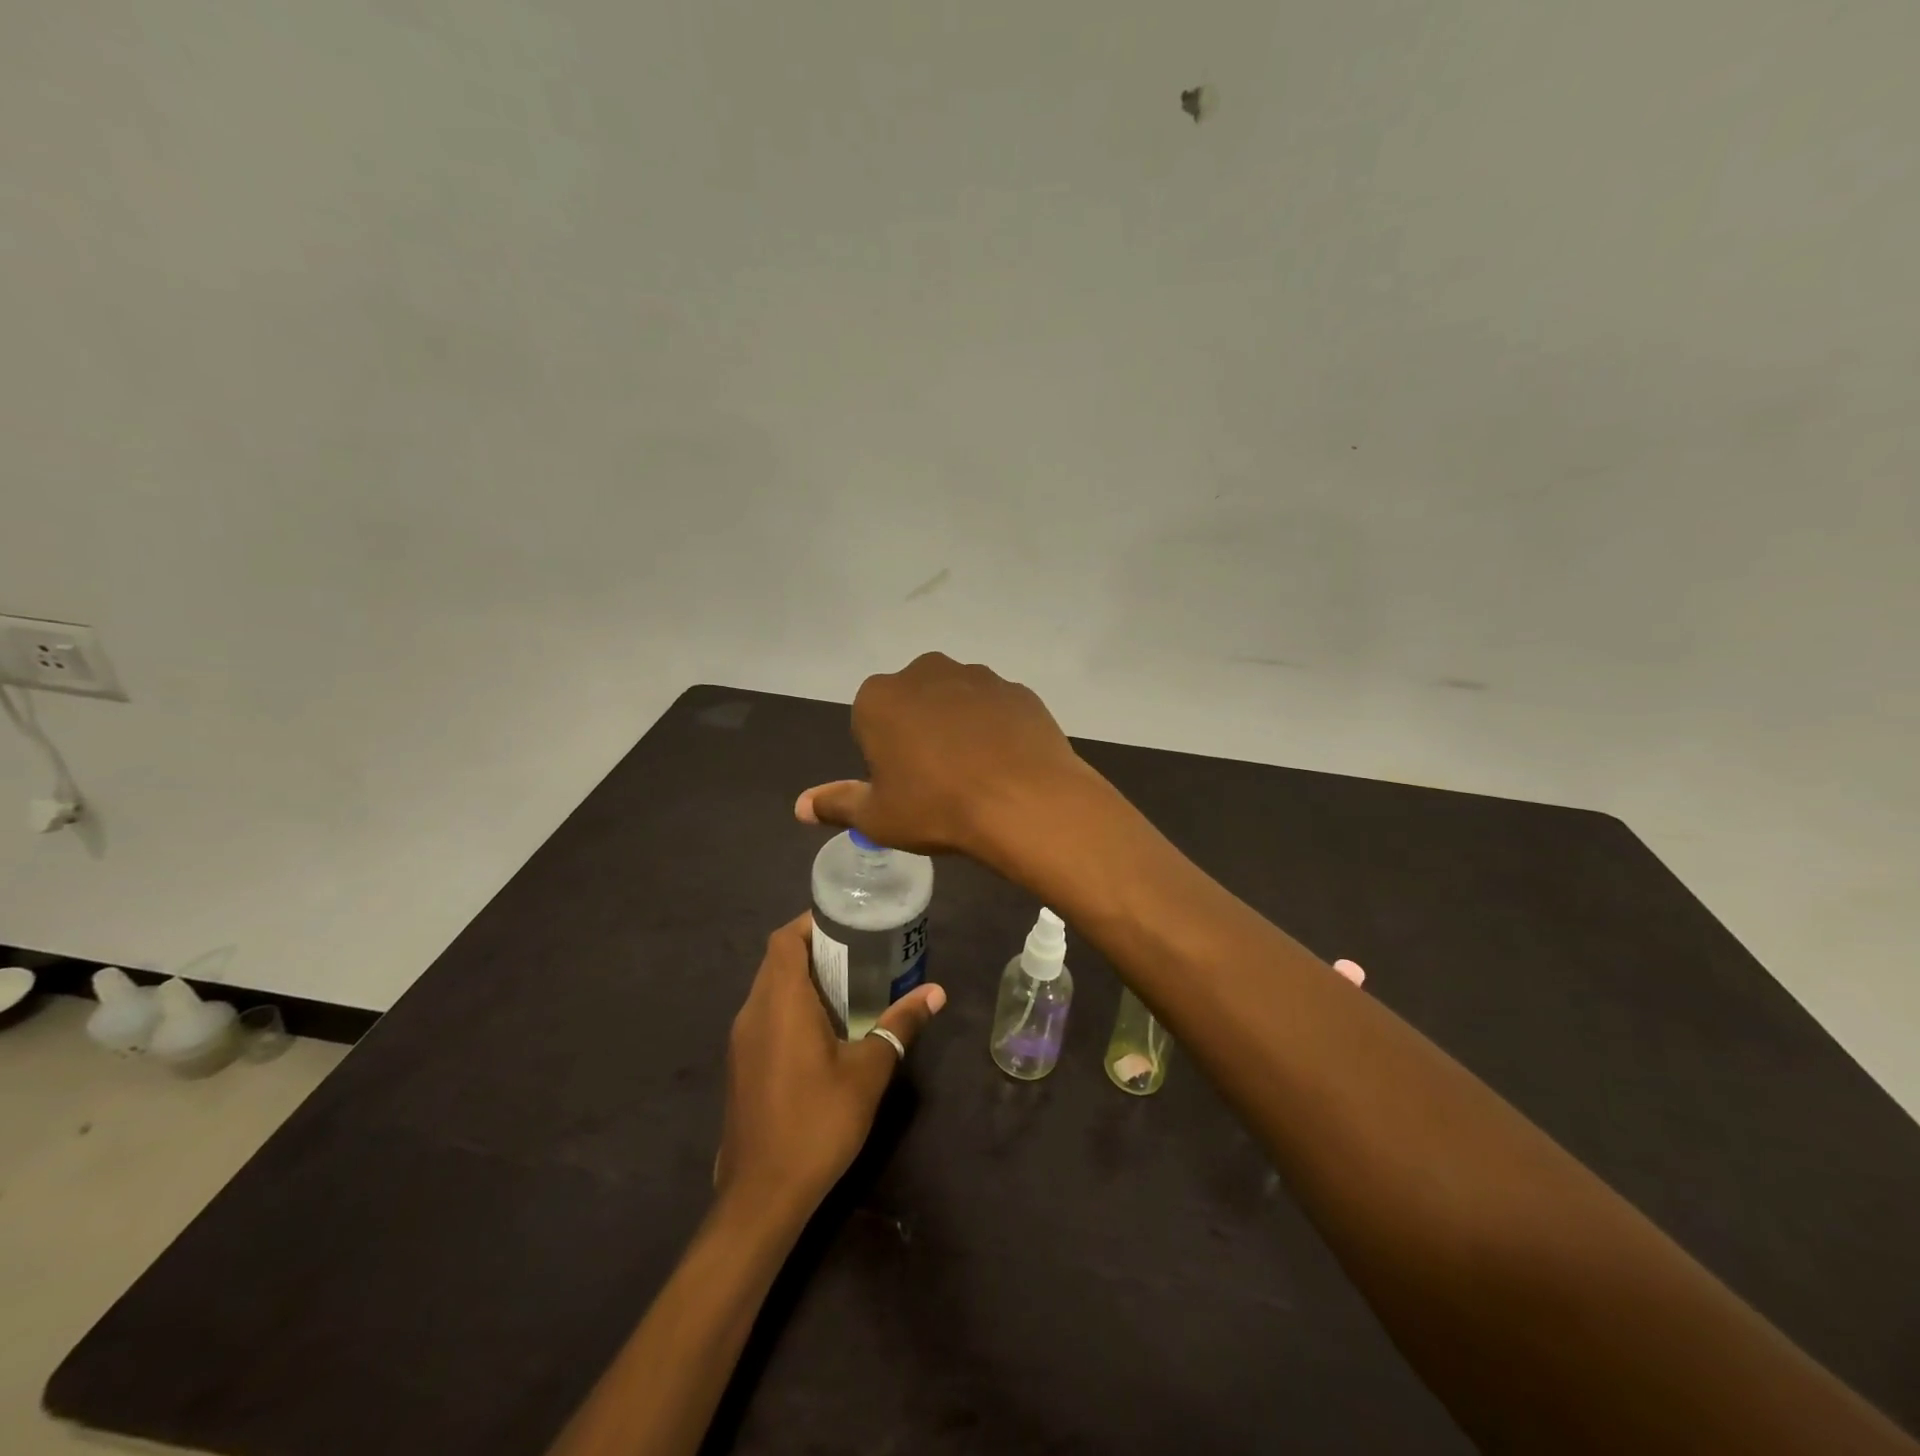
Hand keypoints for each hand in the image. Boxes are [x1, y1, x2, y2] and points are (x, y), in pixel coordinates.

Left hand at [715, 913, 945, 1219]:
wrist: (761, 1195)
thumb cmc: (817, 1122)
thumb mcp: (869, 1072)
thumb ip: (899, 1026)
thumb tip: (935, 992)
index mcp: (780, 1002)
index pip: (785, 939)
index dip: (811, 923)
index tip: (847, 924)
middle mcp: (752, 1012)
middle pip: (776, 961)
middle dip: (813, 950)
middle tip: (857, 953)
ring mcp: (741, 1041)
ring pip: (768, 989)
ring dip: (800, 980)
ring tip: (845, 986)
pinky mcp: (740, 1066)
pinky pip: (763, 1017)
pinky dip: (789, 1007)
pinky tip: (821, 1031)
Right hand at [795, 653, 1094, 860]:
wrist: (1024, 802)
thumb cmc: (937, 808)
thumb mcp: (877, 817)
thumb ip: (837, 804)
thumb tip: (800, 806)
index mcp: (880, 697)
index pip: (870, 721)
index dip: (884, 754)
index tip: (904, 784)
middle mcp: (925, 672)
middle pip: (913, 703)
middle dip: (919, 731)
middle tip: (938, 779)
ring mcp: (977, 676)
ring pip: (956, 701)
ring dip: (959, 726)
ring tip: (977, 773)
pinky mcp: (1018, 690)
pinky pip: (996, 708)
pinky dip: (997, 729)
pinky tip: (1006, 763)